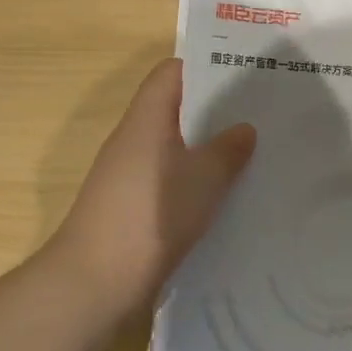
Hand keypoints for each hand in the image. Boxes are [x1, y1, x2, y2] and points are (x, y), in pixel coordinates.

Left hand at [44, 59, 255, 315]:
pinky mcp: (128, 207)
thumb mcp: (204, 179)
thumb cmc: (152, 215)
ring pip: (172, 147)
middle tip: (257, 115)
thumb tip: (244, 128)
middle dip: (213, 111)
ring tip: (249, 154)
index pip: (171, 73)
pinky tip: (222, 197)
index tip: (241, 75)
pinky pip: (166, 179)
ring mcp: (126, 175)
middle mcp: (132, 139)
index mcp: (146, 118)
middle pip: (174, 109)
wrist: (94, 282)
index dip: (204, 67)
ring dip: (205, 149)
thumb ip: (228, 150)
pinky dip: (192, 180)